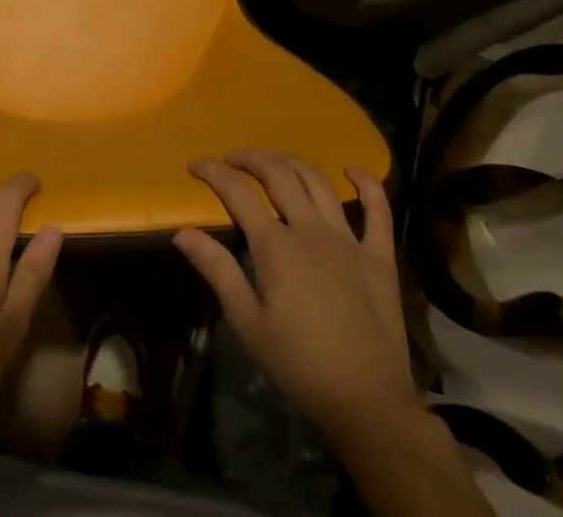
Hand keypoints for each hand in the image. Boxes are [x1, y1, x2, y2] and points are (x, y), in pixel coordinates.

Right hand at [173, 151, 413, 435]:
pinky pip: (378, 210)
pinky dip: (367, 183)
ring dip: (292, 162)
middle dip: (251, 158)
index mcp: (277, 246)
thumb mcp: (248, 324)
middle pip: (278, 173)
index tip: (195, 164)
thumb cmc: (301, 365)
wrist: (370, 404)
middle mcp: (311, 230)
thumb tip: (182, 232)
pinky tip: (351, 170)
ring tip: (274, 162)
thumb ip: (217, 271)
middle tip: (233, 160)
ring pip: (318, 181)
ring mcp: (349, 240)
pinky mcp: (380, 256)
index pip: (237, 192)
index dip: (213, 172)